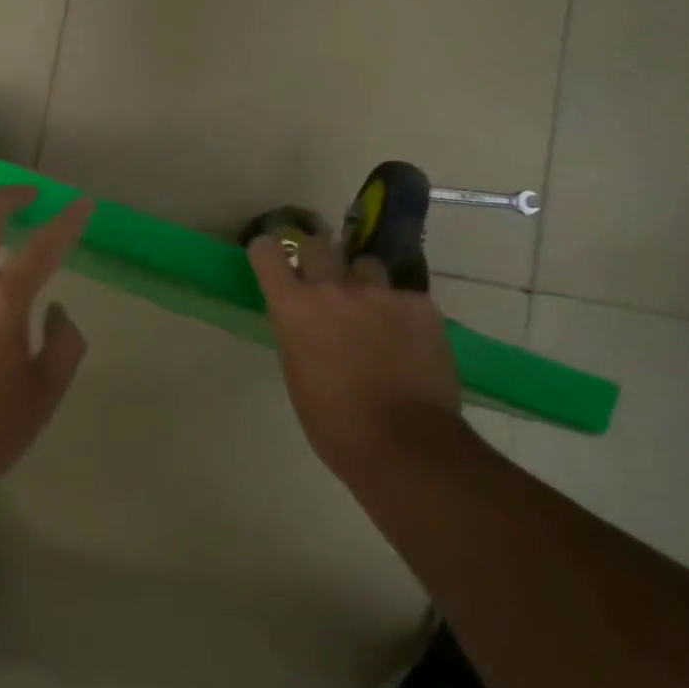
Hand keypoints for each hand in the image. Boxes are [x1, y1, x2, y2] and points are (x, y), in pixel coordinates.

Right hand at [248, 233, 460, 478]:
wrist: (402, 442)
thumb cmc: (332, 420)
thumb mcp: (296, 371)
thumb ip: (297, 332)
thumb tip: (305, 320)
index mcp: (293, 307)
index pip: (268, 252)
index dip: (268, 252)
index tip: (272, 260)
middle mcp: (333, 288)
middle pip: (319, 245)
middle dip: (318, 260)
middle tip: (325, 284)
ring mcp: (380, 293)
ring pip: (366, 266)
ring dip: (363, 283)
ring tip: (372, 312)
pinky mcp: (420, 305)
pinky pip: (404, 296)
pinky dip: (401, 312)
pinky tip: (407, 341)